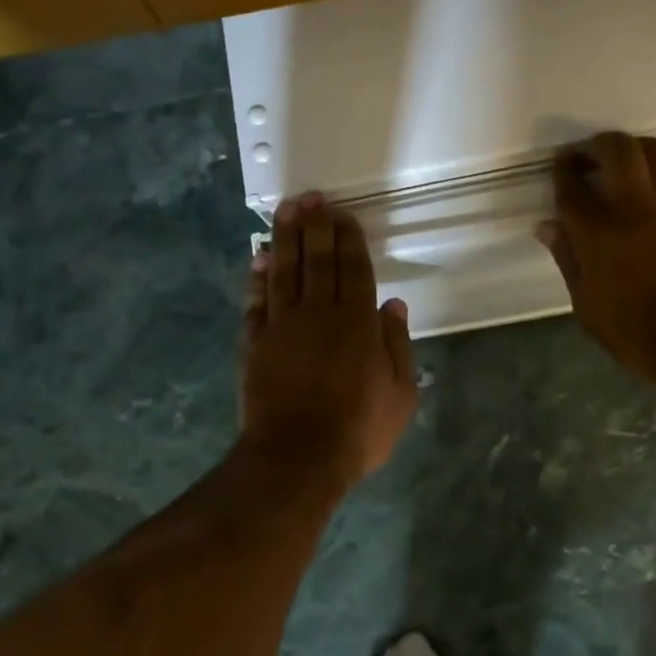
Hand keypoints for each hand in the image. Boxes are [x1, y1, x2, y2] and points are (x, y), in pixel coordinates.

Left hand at [241, 192, 418, 485]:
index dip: (349, 238)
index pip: (354, 268)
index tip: (343, 214)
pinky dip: (257, 276)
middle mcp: (319, 312)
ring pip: (284, 270)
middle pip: (317, 259)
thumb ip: (397, 345)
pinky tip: (259, 256)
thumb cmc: (358, 430)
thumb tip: (393, 305)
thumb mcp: (400, 394)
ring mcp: (282, 325)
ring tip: (286, 209)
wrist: (297, 458)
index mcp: (357, 322)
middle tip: (312, 197)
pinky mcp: (255, 341)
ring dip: (285, 237)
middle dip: (316, 225)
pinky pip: (256, 300)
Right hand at [536, 132, 655, 390]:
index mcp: (599, 232)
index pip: (573, 187)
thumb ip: (567, 259)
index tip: (558, 166)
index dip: (561, 171)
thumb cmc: (637, 333)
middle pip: (617, 150)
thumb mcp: (586, 307)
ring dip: (634, 147)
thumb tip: (547, 226)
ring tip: (621, 159)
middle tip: (584, 156)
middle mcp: (636, 206)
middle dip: (595, 145)